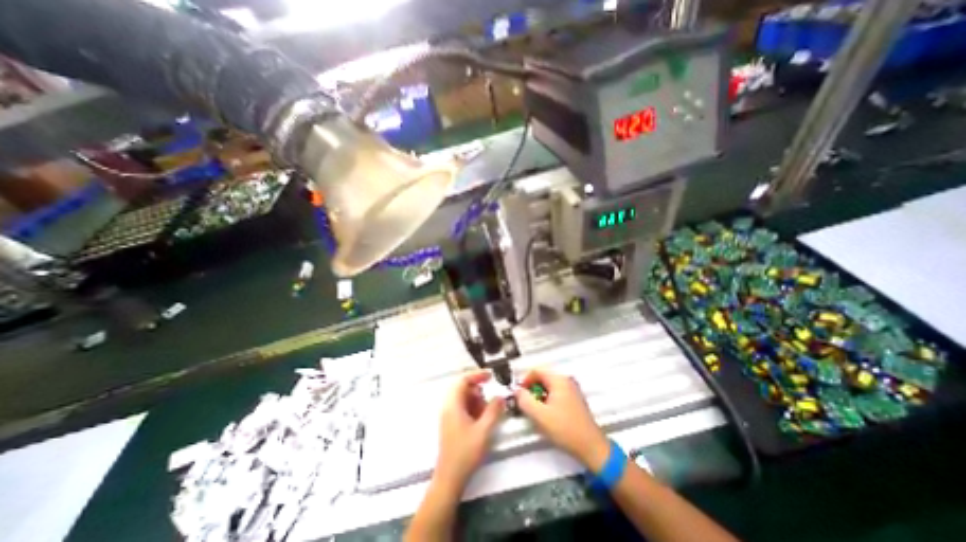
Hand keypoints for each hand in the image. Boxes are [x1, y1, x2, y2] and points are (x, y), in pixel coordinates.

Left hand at [437, 370, 506, 489]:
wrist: (450, 478)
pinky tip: (482, 420)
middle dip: (479, 391)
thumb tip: (501, 396)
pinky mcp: (452, 423)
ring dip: (477, 401)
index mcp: (453, 404)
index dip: (477, 375)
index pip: (463, 380)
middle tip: (491, 399)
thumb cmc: (465, 452)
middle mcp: (449, 406)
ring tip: (488, 412)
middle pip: (463, 388)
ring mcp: (449, 415)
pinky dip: (474, 409)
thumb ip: (493, 411)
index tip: (491, 376)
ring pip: (464, 398)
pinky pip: (463, 408)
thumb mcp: (484, 430)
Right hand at [514, 371, 609, 471]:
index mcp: (559, 380)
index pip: (536, 370)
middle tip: (526, 405)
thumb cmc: (565, 429)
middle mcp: (566, 380)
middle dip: (532, 389)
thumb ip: (524, 400)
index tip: (519, 395)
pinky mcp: (575, 400)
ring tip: (536, 412)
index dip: (525, 381)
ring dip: (539, 396)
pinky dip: (548, 400)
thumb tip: (517, 391)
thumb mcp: (539, 415)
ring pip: (549, 387)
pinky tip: (547, 416)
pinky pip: (556, 393)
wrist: (591, 447)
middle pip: (543, 378)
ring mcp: (572, 390)